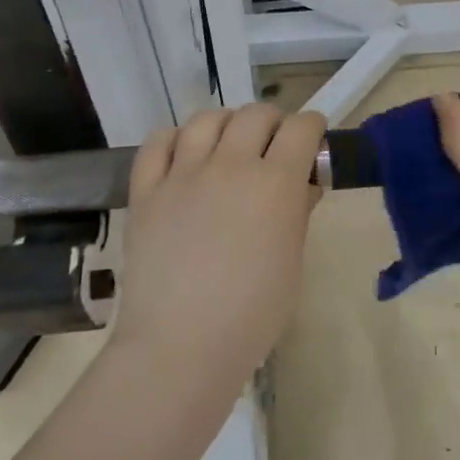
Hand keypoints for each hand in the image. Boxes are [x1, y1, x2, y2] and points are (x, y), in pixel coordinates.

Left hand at [114, 103, 326, 379]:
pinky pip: (158, 142)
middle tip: (275, 146)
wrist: (181, 344)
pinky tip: (185, 153)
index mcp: (276, 184)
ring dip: (227, 124)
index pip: (301, 129)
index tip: (313, 139)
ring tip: (230, 144)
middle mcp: (230, 165)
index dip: (312, 128)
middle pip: (256, 115)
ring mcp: (183, 174)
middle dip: (274, 122)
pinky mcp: (146, 190)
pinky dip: (176, 138)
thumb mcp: (291, 262)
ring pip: (206, 119)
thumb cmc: (252, 314)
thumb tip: (303, 185)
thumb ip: (298, 213)